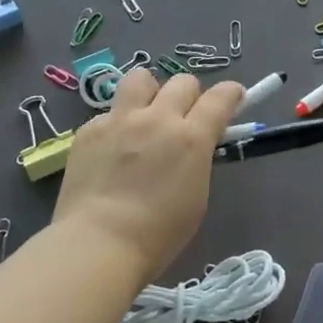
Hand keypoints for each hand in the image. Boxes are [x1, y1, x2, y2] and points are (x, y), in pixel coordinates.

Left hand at [53, 69, 244, 277]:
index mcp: (191, 137)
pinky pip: (109, 112)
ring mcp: (120, 120)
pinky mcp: (89, 129)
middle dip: (190, 96)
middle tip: (184, 118)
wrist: (97, 245)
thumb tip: (194, 145)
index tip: (233, 98)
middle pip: (182, 82)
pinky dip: (117, 125)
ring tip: (145, 115)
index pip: (221, 97)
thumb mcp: (197, 196)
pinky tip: (111, 150)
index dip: (231, 93)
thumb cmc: (158, 234)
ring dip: (150, 92)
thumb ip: (198, 159)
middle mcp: (158, 118)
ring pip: (141, 78)